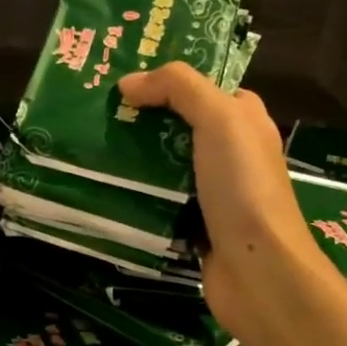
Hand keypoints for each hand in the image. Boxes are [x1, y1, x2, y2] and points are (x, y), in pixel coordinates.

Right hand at [117, 64, 328, 345]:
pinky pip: (159, 197)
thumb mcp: (219, 118)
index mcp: (245, 120)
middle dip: (142, 116)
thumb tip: (128, 82)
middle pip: (179, 123)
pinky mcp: (195, 222)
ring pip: (165, 161)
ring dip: (133, 155)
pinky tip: (103, 184)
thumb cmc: (242, 185)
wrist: (257, 269)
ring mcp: (213, 189)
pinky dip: (136, 191)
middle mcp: (232, 151)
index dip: (166, 78)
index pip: (202, 86)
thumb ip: (178, 88)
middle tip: (95, 110)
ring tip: (89, 143)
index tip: (121, 77)